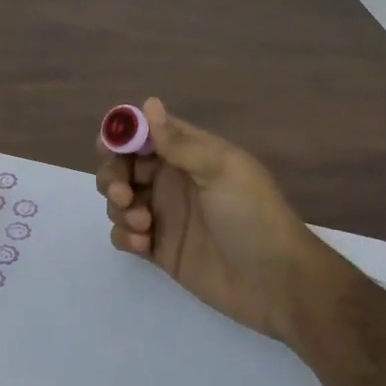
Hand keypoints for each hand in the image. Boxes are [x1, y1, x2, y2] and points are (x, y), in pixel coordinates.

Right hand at [96, 99, 340, 340]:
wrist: (276, 283)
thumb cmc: (253, 216)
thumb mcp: (221, 170)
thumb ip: (180, 142)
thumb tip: (148, 103)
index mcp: (189, 154)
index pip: (144, 134)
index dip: (121, 135)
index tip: (109, 148)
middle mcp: (172, 180)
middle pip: (123, 166)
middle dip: (113, 175)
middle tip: (123, 193)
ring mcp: (164, 215)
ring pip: (119, 200)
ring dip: (119, 207)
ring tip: (144, 224)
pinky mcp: (159, 249)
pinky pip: (125, 234)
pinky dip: (124, 235)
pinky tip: (143, 244)